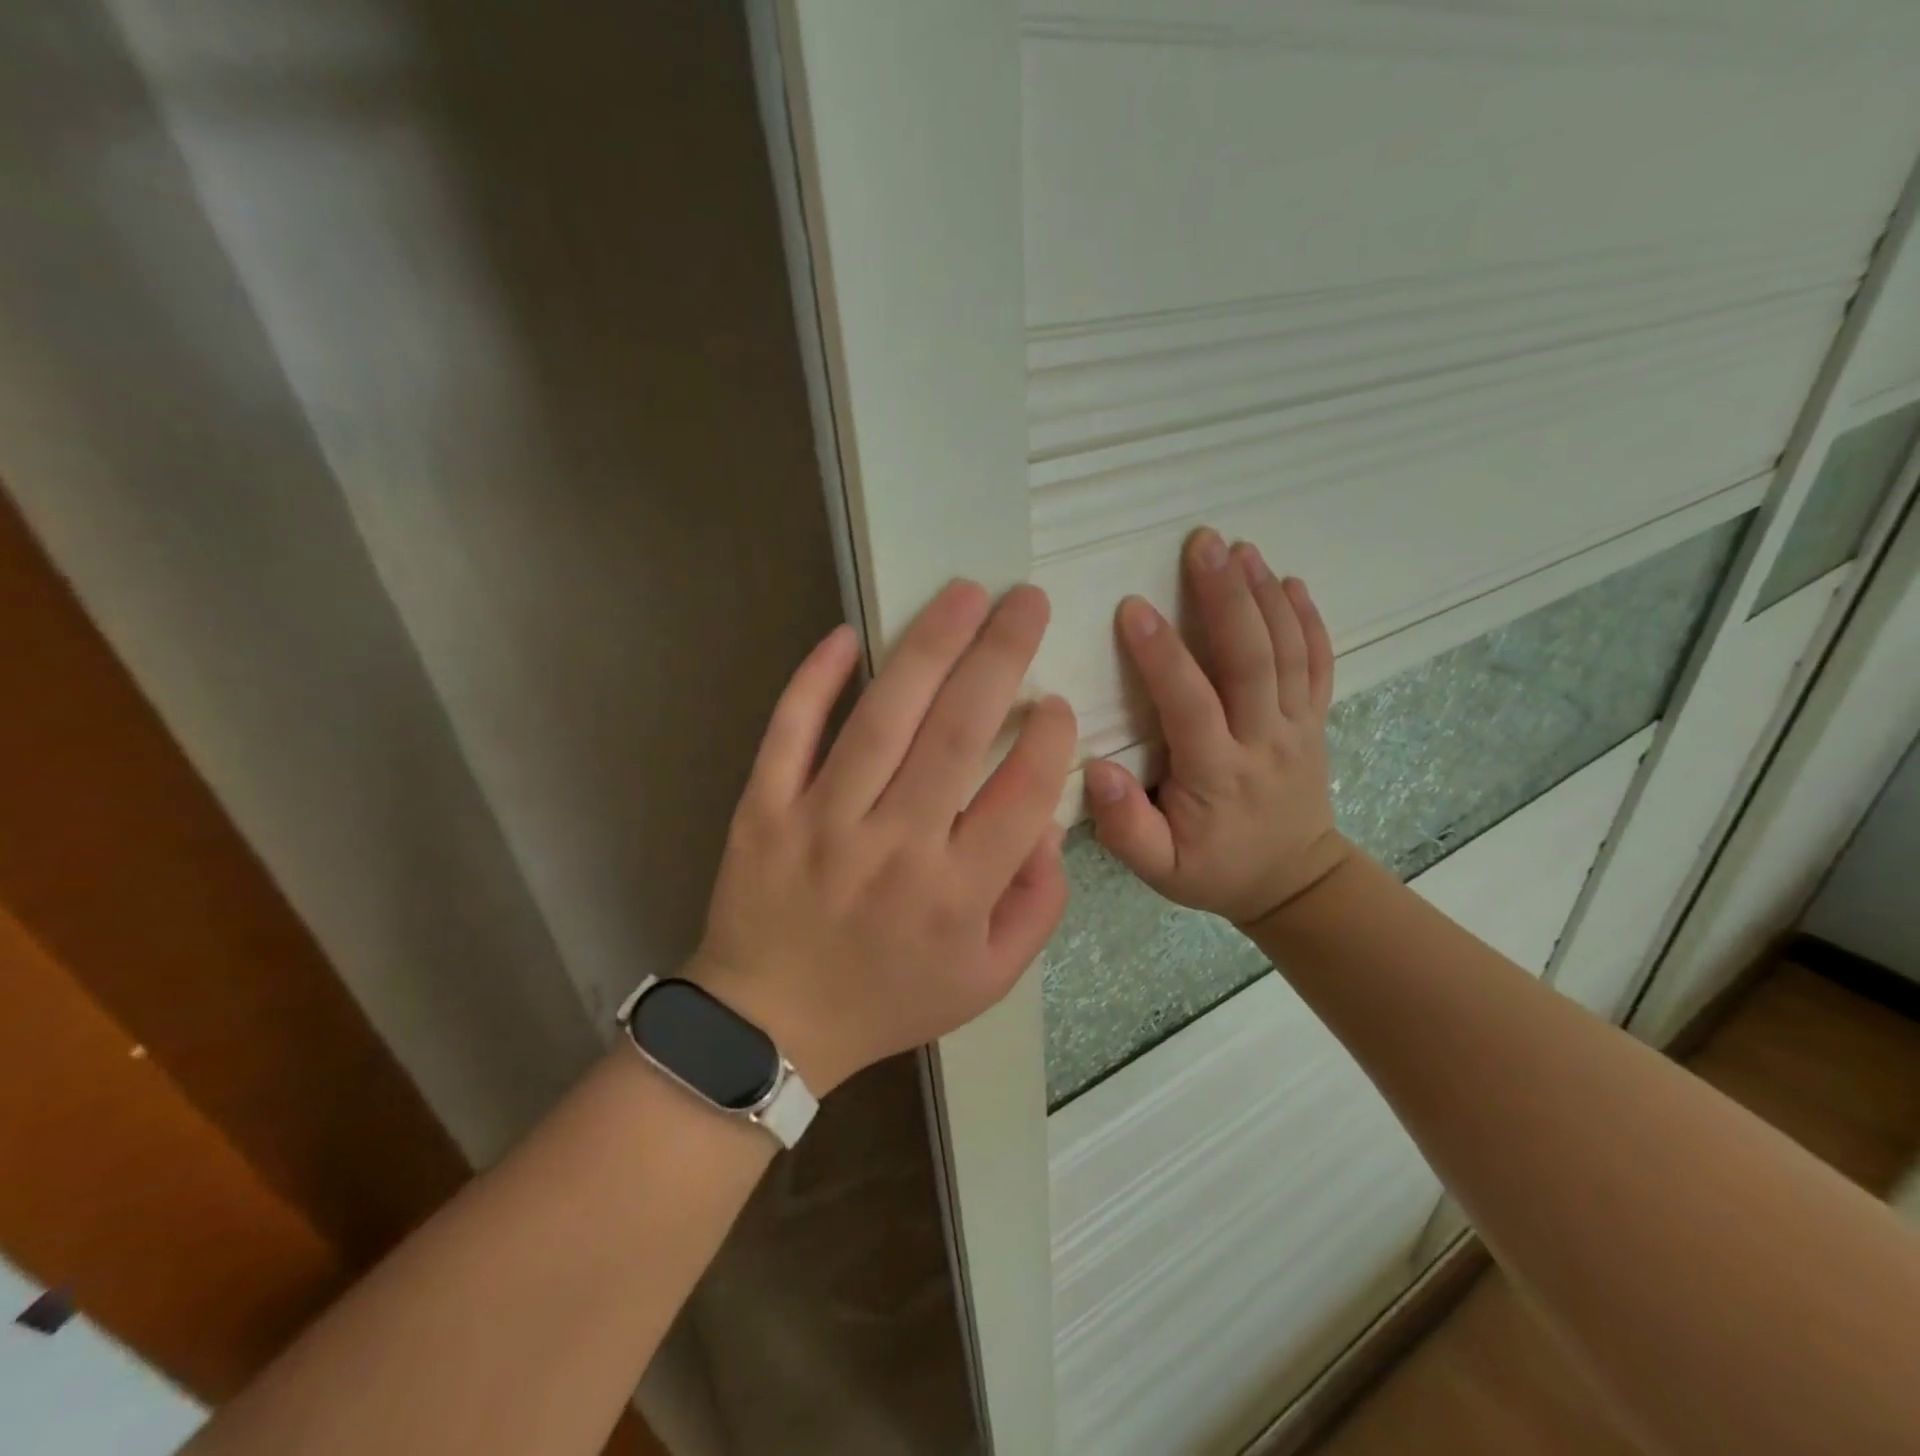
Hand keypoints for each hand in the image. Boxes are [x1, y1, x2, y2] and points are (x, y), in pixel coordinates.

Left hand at [692, 582, 1076, 1093]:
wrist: (771, 1025)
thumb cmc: (889, 999)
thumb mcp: (988, 979)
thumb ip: (1038, 905)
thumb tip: (1048, 822)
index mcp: (956, 893)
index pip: (1021, 795)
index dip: (1050, 739)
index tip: (1057, 701)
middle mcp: (895, 847)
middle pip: (957, 734)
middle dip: (1000, 657)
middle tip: (1026, 601)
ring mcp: (822, 822)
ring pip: (882, 718)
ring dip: (928, 648)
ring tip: (965, 595)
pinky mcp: (764, 808)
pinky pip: (788, 733)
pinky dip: (814, 680)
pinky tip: (846, 635)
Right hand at [1085, 528, 1351, 927]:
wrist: (1294, 883)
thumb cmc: (1214, 869)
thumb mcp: (1159, 869)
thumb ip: (1126, 826)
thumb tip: (1096, 769)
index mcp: (1218, 773)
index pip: (1191, 704)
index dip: (1163, 656)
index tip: (1134, 608)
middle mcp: (1263, 740)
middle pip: (1250, 660)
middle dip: (1226, 597)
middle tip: (1203, 544)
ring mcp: (1296, 727)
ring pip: (1286, 652)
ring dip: (1264, 595)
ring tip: (1240, 548)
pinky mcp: (1314, 721)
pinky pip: (1317, 664)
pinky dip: (1308, 621)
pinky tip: (1291, 582)